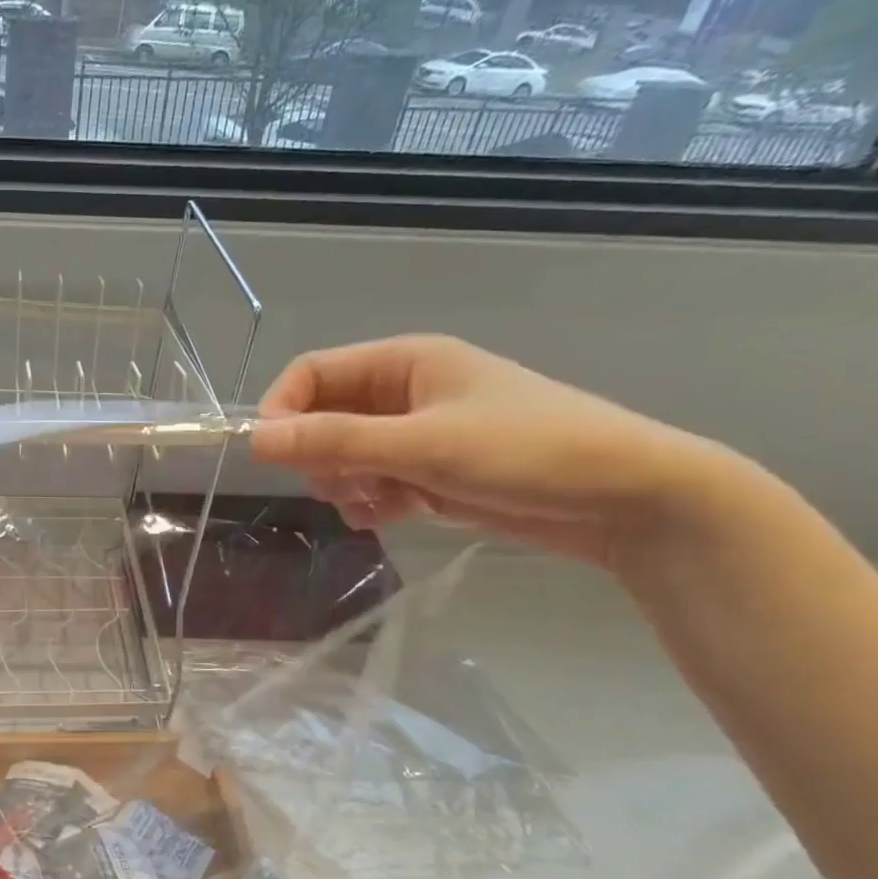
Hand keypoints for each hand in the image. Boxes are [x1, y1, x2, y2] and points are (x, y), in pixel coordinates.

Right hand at [251, 335, 725, 569]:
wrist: (623, 498)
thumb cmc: (524, 452)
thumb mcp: (421, 444)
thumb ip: (334, 441)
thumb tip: (254, 441)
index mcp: (404, 362)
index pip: (311, 374)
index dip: (282, 410)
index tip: (270, 456)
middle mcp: (404, 393)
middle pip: (323, 418)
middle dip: (319, 456)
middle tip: (340, 484)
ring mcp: (416, 435)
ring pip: (343, 457)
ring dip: (344, 483)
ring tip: (376, 502)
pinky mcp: (428, 473)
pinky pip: (371, 484)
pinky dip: (369, 503)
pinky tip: (390, 516)